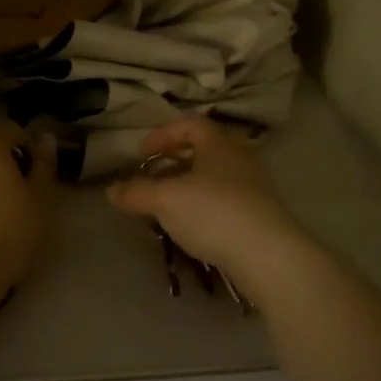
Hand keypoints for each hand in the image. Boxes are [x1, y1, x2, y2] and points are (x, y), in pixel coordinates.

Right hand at [106, 117, 304, 275]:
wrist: (268, 255)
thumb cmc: (214, 213)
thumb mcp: (165, 200)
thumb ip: (136, 192)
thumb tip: (111, 190)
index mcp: (218, 142)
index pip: (188, 124)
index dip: (160, 136)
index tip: (139, 156)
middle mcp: (239, 157)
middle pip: (201, 150)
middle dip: (172, 163)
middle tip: (150, 179)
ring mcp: (253, 186)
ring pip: (212, 178)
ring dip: (185, 188)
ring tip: (164, 208)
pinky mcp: (259, 214)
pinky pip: (223, 201)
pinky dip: (201, 207)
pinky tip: (189, 228)